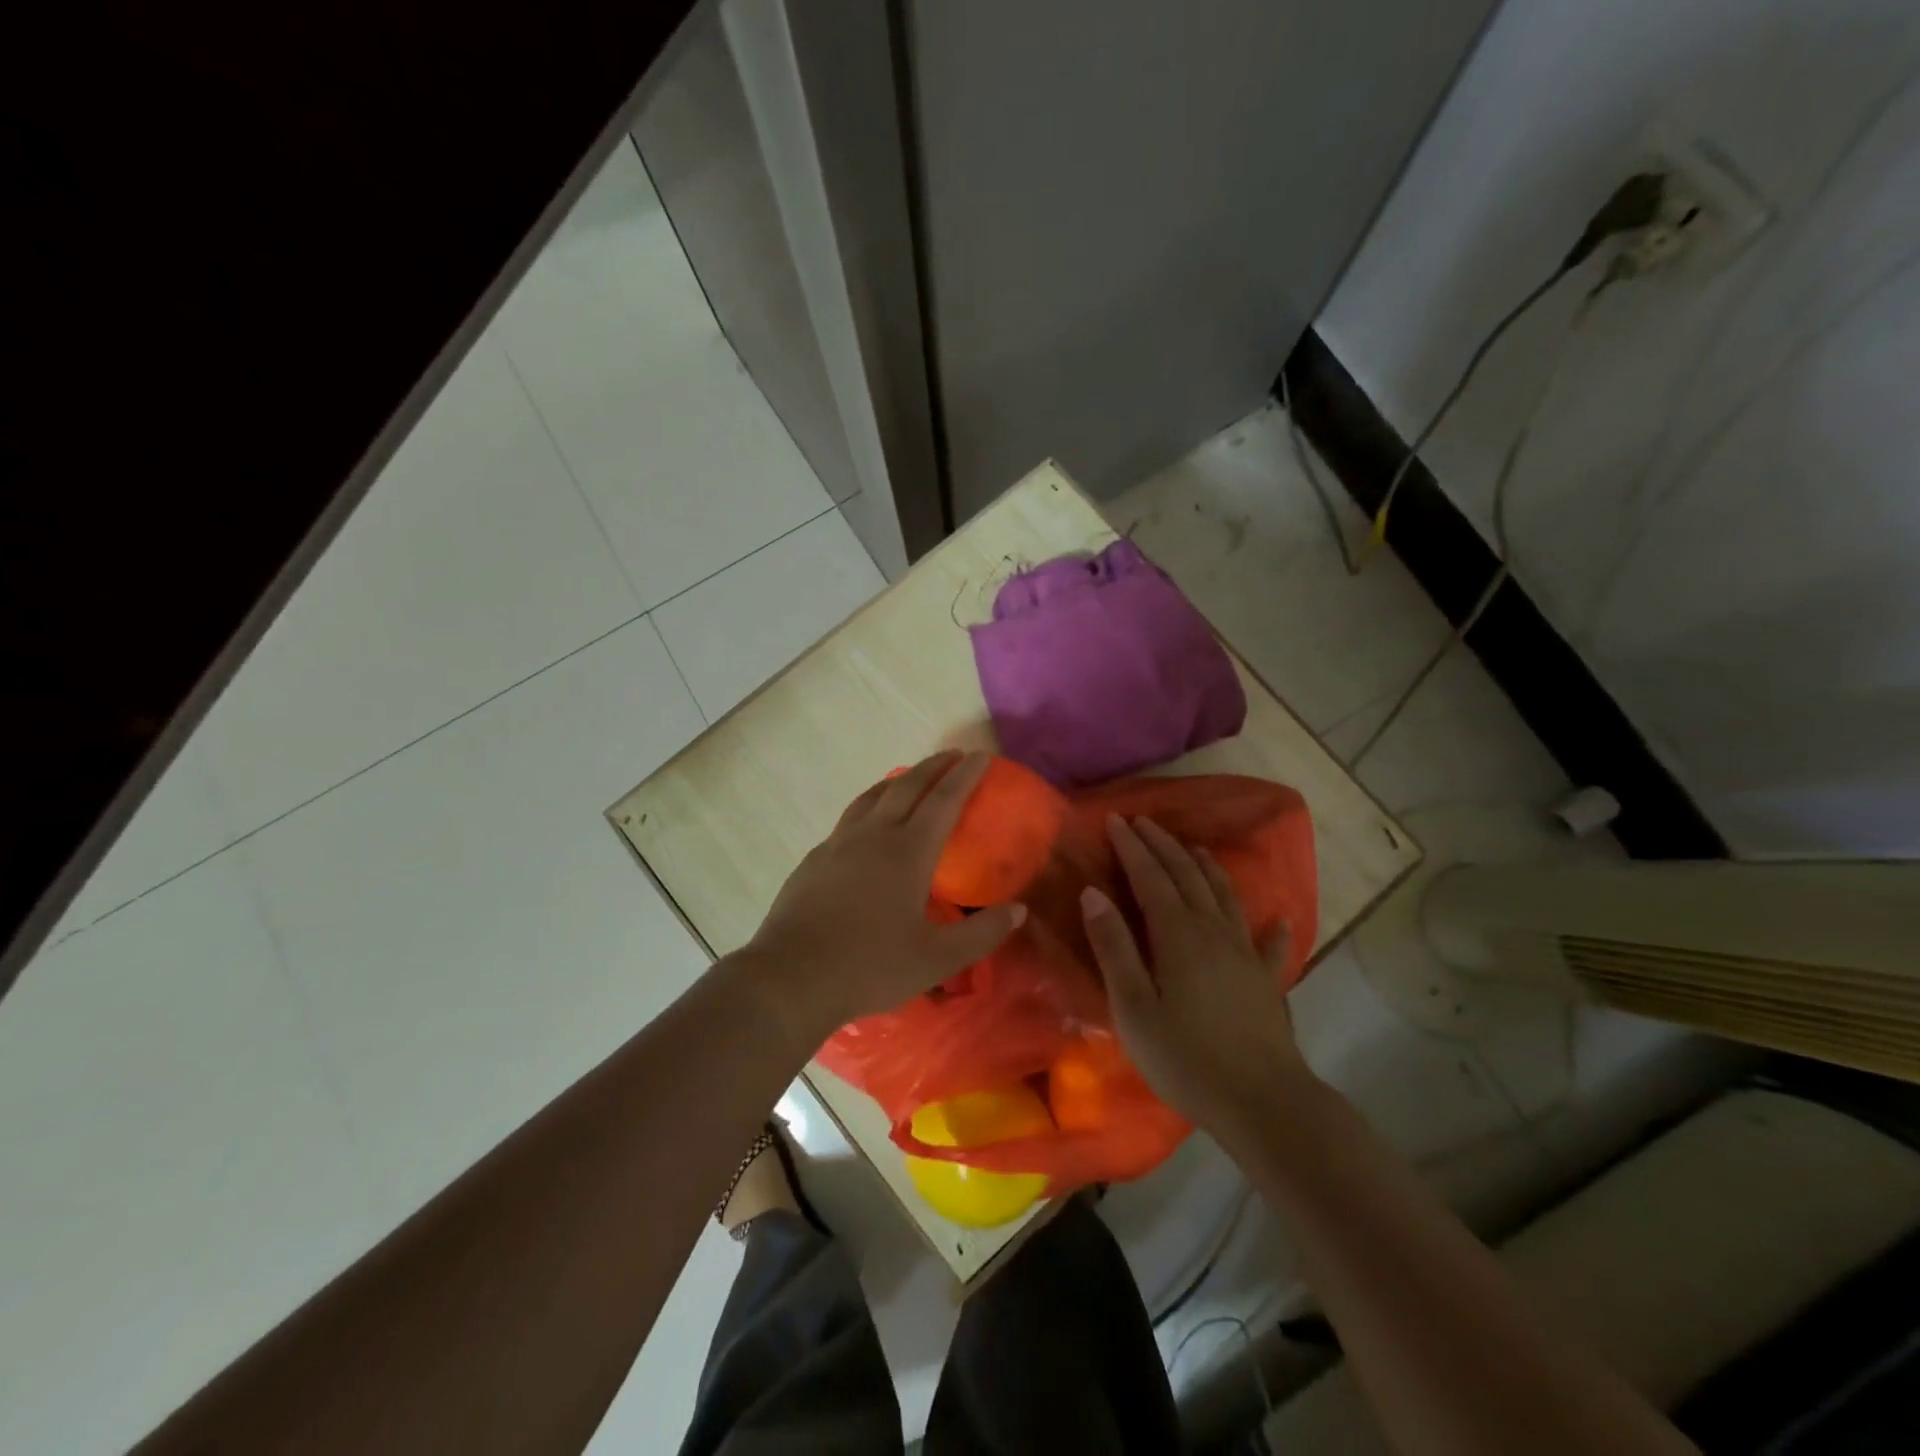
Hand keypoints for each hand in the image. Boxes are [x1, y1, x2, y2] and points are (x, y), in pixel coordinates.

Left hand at [742, 751, 1026, 1040]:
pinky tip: (867, 826)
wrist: (791, 977)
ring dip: (898, 780)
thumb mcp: (936, 960)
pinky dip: (869, 806)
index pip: (944, 800)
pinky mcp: (814, 859)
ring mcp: (838, 843)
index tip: (980, 756)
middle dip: (934, 766)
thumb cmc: (870, 966)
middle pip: (907, 786)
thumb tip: (1018, 910)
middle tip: (953, 756)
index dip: (965, 776)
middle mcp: (873, 835)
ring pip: (872, 796)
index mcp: (907, 851)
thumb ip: (982, 934)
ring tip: (910, 778)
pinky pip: (849, 818)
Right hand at [1081, 815, 1311, 1139]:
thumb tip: (1093, 893)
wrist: (1263, 1103)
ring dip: (1206, 867)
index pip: (1150, 876)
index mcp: (1177, 934)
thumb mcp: (1133, 1007)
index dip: (1132, 847)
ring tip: (1194, 848)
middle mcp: (1214, 931)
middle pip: (1187, 876)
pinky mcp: (1267, 980)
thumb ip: (1113, 947)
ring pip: (1224, 896)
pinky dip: (1273, 925)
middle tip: (1143, 822)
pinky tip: (1280, 917)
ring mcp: (1246, 953)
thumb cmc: (1185, 1057)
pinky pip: (1270, 943)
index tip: (1116, 819)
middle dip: (1163, 846)